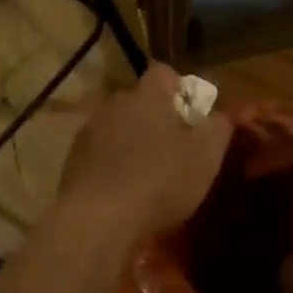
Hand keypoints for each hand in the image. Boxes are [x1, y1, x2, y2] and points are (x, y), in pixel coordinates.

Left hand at [60, 64, 233, 244]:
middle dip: (156, 119)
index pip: (164, 73)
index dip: (181, 89)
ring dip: (132, 143)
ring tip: (148, 176)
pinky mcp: (72, 161)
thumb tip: (220, 115)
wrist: (98, 220)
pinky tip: (124, 193)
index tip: (193, 115)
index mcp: (148, 95)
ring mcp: (88, 132)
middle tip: (175, 148)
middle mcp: (114, 104)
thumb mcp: (206, 155)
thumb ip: (219, 128)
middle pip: (139, 102)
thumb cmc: (161, 180)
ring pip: (118, 129)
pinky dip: (113, 166)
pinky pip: (100, 155)